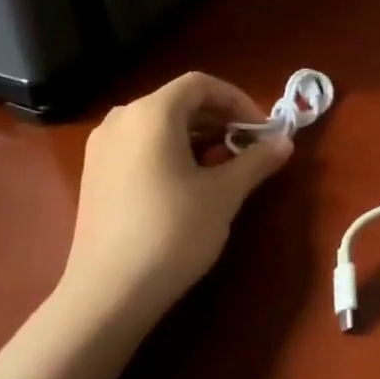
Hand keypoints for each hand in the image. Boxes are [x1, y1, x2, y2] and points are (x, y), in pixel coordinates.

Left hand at [61, 73, 291, 324]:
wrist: (108, 294)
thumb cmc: (172, 232)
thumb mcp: (224, 194)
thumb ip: (257, 160)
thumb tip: (285, 142)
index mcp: (151, 113)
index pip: (201, 85)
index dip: (238, 100)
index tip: (262, 130)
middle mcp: (121, 119)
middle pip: (179, 102)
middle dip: (219, 119)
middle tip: (248, 147)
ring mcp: (102, 147)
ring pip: (159, 125)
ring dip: (197, 136)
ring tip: (223, 166)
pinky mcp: (94, 174)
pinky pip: (140, 145)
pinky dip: (170, 151)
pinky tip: (188, 183)